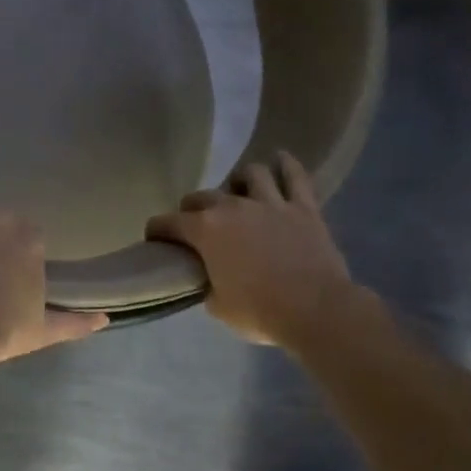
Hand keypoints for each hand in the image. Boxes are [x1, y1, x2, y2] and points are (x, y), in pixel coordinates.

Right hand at [146, 152, 357, 351]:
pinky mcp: (303, 207)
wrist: (316, 310)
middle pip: (202, 196)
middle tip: (195, 224)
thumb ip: (206, 282)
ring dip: (238, 181)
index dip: (157, 230)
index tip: (155, 239)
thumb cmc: (260, 311)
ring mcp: (270, 203)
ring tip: (238, 192)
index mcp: (205, 230)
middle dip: (191, 208)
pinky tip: (280, 159)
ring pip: (249, 174)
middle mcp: (232, 207)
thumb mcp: (218, 305)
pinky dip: (286, 165)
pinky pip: (294, 176)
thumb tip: (208, 277)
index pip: (168, 222)